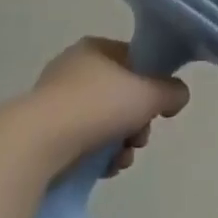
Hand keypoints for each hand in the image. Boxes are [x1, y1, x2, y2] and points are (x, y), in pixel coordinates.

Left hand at [29, 37, 189, 173]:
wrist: (40, 142)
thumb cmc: (99, 105)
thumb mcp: (151, 93)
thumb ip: (172, 91)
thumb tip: (177, 96)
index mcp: (95, 49)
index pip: (135, 59)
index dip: (154, 83)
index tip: (161, 107)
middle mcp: (74, 69)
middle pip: (123, 95)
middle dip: (138, 122)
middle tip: (140, 137)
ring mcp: (57, 101)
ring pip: (106, 122)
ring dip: (123, 143)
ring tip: (122, 159)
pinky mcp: (47, 133)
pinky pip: (85, 141)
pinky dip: (100, 156)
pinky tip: (105, 168)